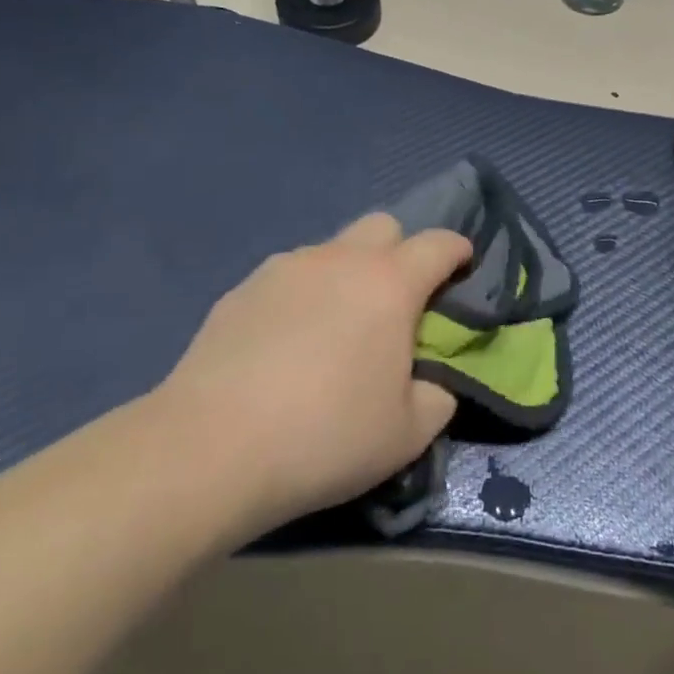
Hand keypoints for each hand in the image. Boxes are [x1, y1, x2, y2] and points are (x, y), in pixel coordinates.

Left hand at [158, 214, 470, 533]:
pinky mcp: (241, 288)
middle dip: (400, 251)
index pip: (439, 244)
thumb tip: (430, 383)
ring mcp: (285, 268)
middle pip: (382, 226)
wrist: (212, 447)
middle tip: (396, 301)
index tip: (462, 268)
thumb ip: (437, 398)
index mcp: (389, 283)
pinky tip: (287, 342)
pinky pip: (289, 275)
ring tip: (335, 326)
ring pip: (331, 249)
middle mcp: (339, 259)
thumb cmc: (326, 436)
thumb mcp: (407, 434)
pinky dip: (303, 294)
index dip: (458, 251)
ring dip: (347, 272)